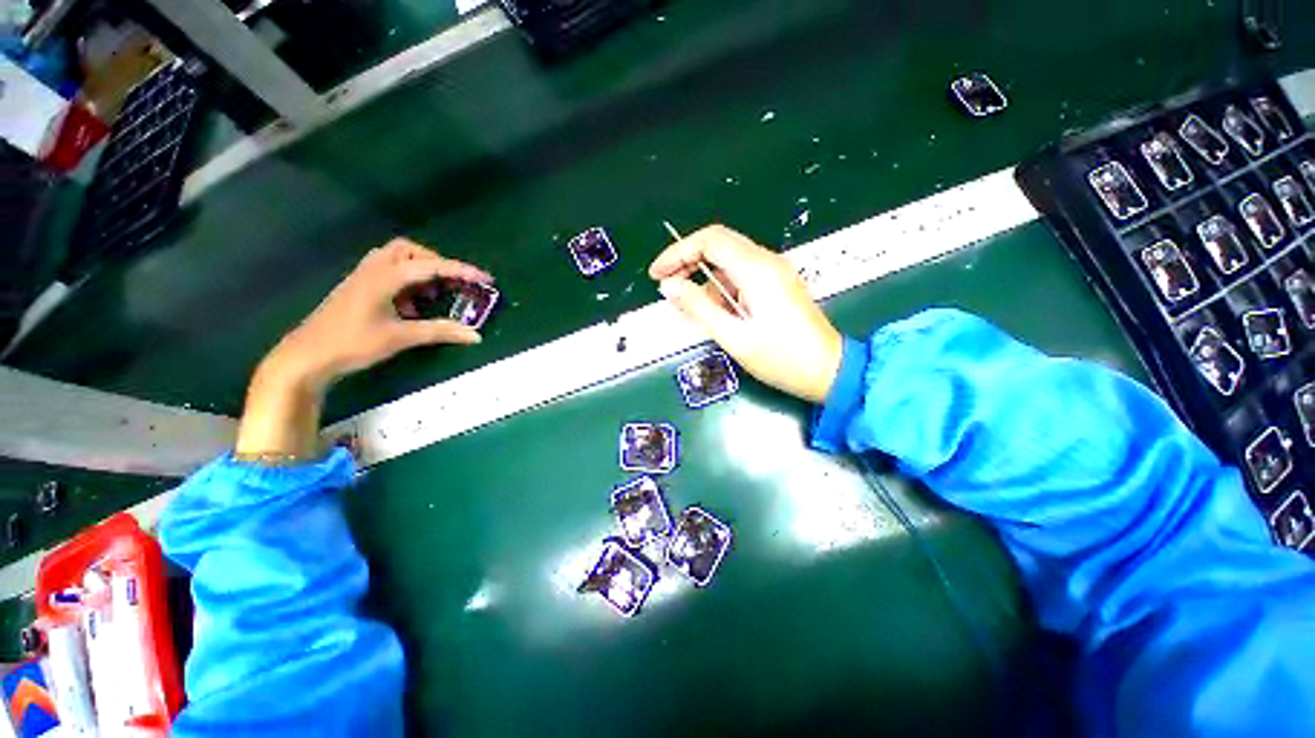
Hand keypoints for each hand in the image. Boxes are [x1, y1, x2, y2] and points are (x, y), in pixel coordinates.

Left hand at [265, 238, 491, 391]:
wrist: (306, 356)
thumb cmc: (352, 343)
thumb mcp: (400, 337)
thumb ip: (440, 332)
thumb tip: (475, 335)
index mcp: (385, 277)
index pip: (431, 266)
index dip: (461, 271)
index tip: (485, 278)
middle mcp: (373, 270)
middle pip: (408, 250)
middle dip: (434, 263)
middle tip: (450, 284)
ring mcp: (362, 278)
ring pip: (395, 260)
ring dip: (418, 272)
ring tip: (430, 297)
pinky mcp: (358, 289)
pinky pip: (387, 274)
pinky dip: (405, 284)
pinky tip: (410, 308)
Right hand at [650, 224, 842, 403]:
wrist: (828, 371)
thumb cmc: (780, 358)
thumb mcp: (733, 336)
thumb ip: (699, 308)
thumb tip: (669, 286)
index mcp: (756, 270)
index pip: (710, 240)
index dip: (678, 252)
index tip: (657, 274)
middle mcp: (767, 261)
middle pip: (719, 244)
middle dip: (688, 262)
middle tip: (668, 287)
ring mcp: (775, 271)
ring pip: (729, 261)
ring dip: (706, 279)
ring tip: (693, 308)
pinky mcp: (777, 283)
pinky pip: (742, 275)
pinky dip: (723, 289)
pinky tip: (718, 312)